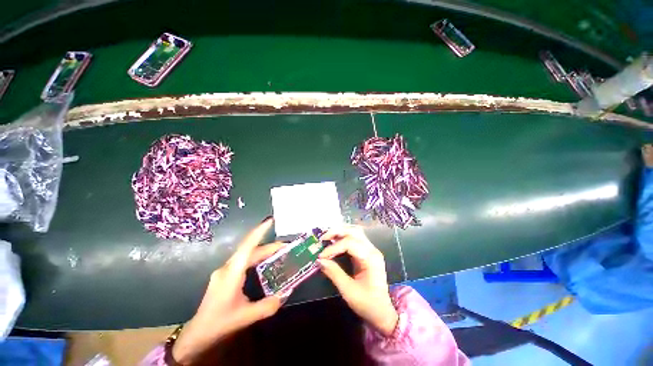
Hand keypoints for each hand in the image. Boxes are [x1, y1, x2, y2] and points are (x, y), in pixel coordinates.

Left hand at [172, 218, 285, 363]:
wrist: (198, 334)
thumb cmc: (220, 323)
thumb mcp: (247, 317)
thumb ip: (268, 305)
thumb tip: (286, 293)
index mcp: (231, 273)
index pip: (247, 247)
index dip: (259, 231)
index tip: (270, 220)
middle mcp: (227, 267)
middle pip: (250, 249)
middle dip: (269, 245)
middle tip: (286, 246)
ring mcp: (225, 270)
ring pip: (247, 254)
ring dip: (263, 251)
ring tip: (279, 252)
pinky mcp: (225, 274)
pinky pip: (243, 259)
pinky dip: (257, 257)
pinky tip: (265, 262)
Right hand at [318, 226, 398, 335]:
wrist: (382, 312)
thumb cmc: (367, 304)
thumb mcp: (348, 291)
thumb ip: (334, 273)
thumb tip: (319, 260)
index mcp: (371, 258)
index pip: (350, 243)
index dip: (333, 248)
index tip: (321, 256)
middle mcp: (372, 250)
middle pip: (354, 231)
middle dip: (337, 232)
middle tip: (323, 238)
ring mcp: (371, 250)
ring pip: (355, 232)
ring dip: (341, 232)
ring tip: (327, 238)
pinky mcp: (367, 252)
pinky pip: (355, 238)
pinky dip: (344, 237)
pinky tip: (335, 241)